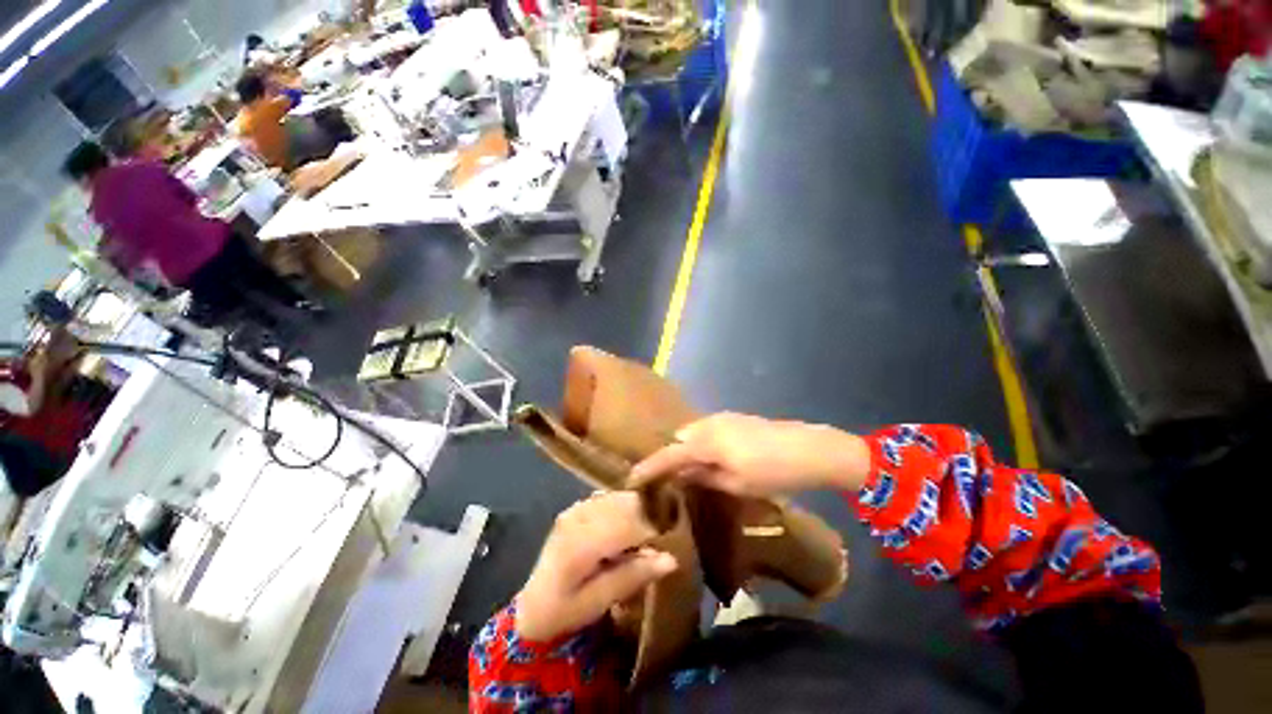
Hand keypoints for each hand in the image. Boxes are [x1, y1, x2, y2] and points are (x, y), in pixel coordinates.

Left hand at [516, 492, 677, 642]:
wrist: (532, 606)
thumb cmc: (564, 612)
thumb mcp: (599, 602)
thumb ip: (633, 576)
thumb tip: (672, 559)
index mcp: (579, 542)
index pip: (628, 523)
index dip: (653, 530)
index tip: (670, 542)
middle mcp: (577, 516)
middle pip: (625, 504)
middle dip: (648, 517)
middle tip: (660, 538)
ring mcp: (576, 507)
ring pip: (619, 497)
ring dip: (637, 511)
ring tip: (645, 535)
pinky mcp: (577, 506)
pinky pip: (609, 498)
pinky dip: (624, 508)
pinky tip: (627, 528)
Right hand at [630, 412, 871, 496]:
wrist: (811, 450)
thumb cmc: (773, 472)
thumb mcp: (736, 483)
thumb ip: (703, 476)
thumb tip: (680, 475)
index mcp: (706, 441)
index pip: (669, 454)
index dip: (649, 467)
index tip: (632, 479)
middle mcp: (709, 423)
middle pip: (679, 439)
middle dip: (670, 456)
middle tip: (666, 478)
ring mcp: (723, 417)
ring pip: (694, 432)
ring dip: (687, 449)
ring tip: (687, 471)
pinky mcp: (736, 418)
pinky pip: (707, 429)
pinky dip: (701, 443)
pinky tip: (710, 458)